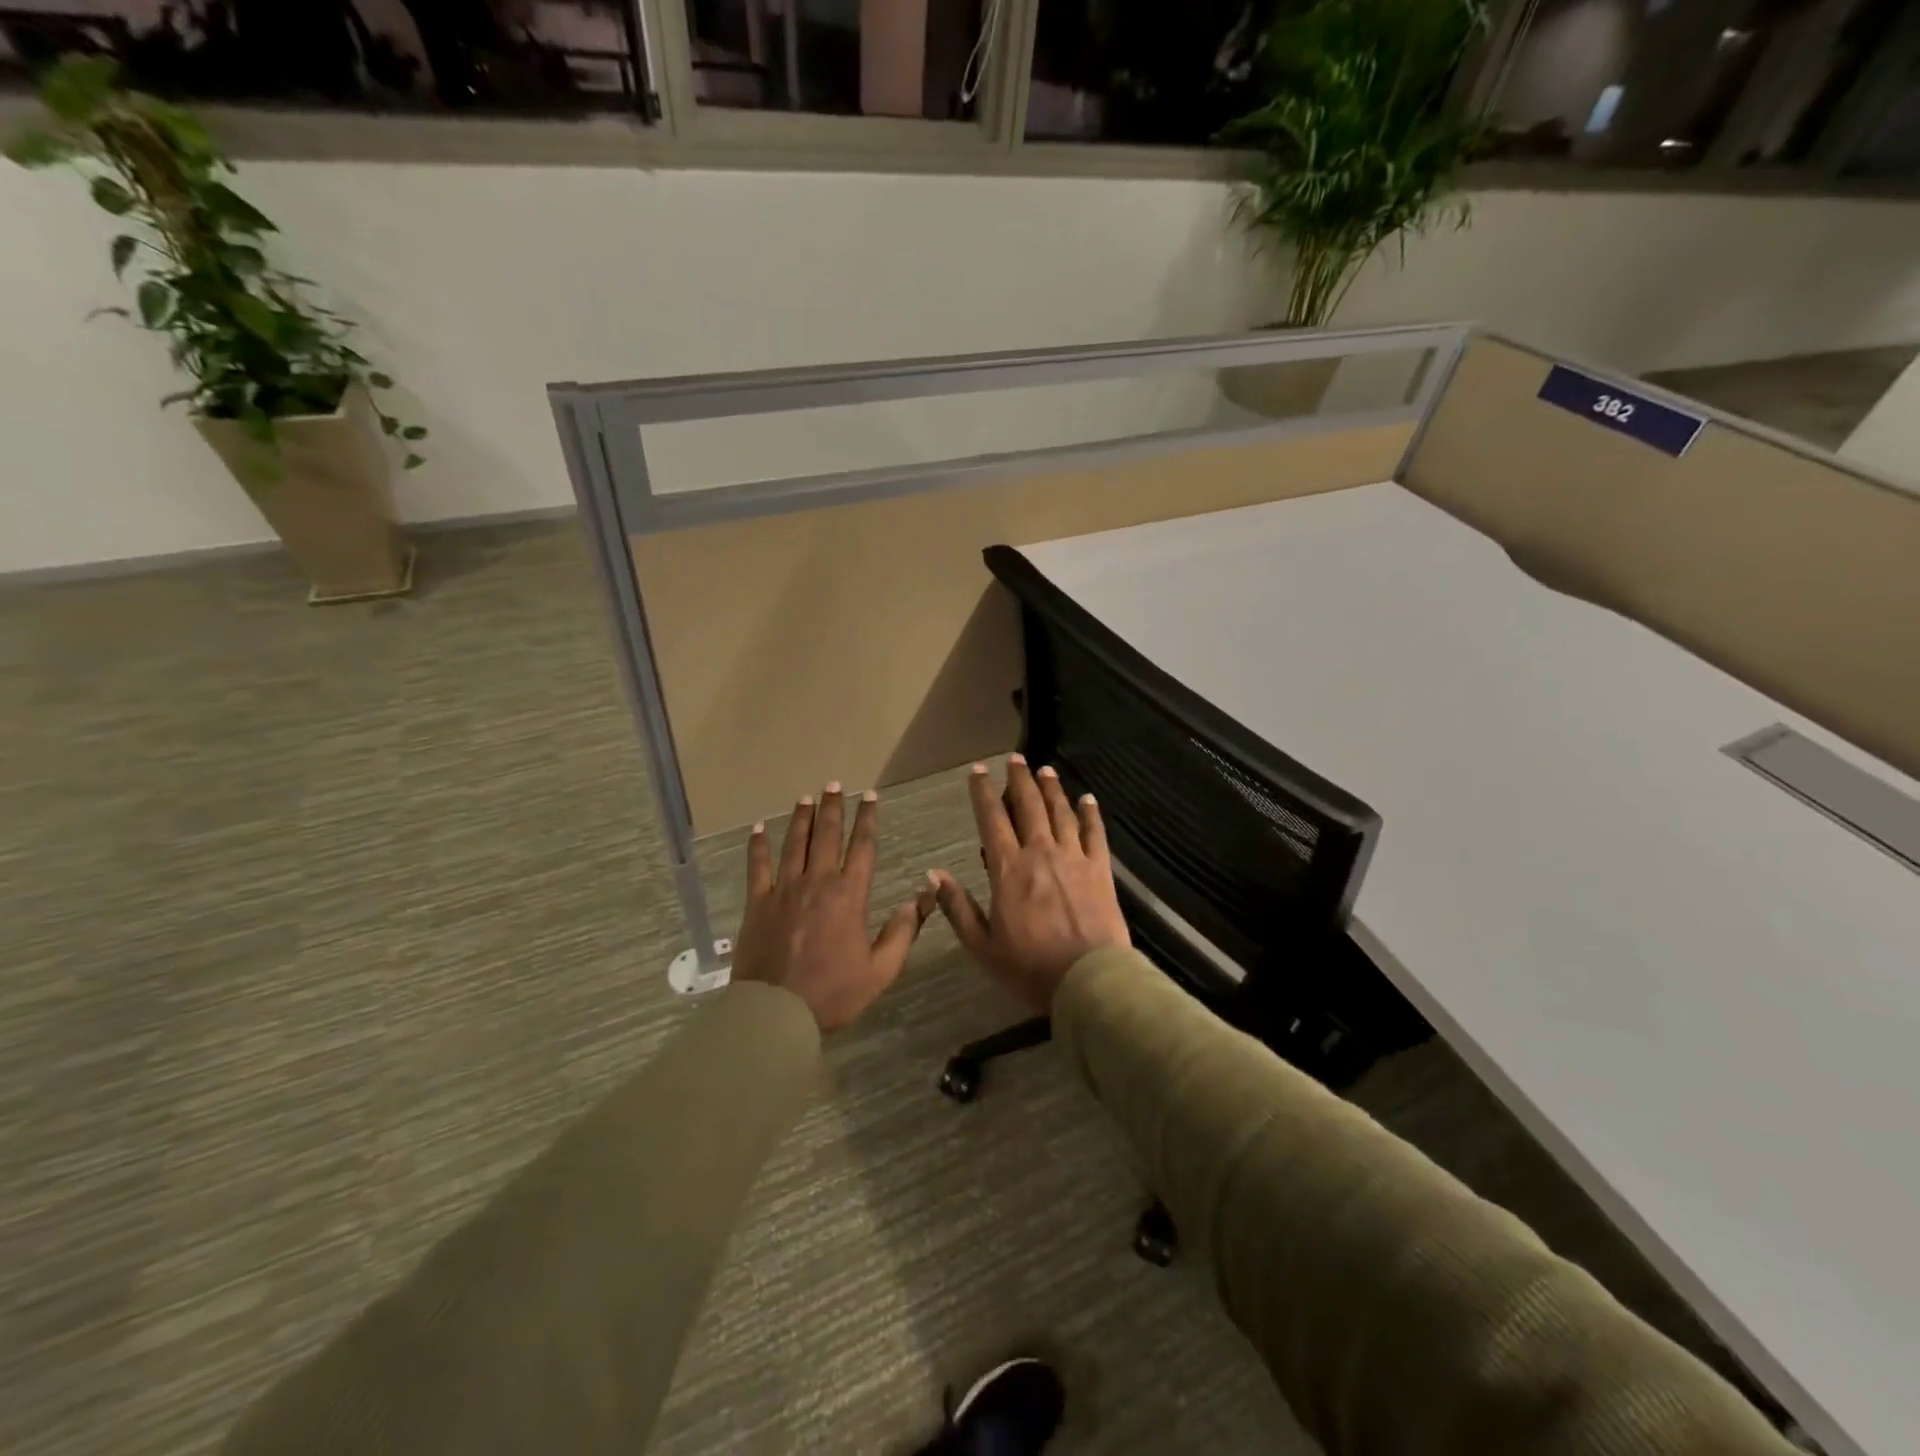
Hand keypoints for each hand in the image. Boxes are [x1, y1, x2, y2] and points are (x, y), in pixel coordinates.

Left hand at [733, 784, 937, 1033]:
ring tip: (806, 797)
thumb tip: (924, 895)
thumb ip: (903, 930)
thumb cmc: (833, 993)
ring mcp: (784, 889)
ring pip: (795, 843)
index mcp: (850, 895)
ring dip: (802, 818)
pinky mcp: (757, 902)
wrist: (776, 1012)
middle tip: (834, 784)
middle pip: (827, 836)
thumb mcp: (881, 969)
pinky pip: (757, 866)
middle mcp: (818, 882)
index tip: (870, 797)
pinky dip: (758, 845)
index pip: (863, 847)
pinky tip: (758, 828)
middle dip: (833, 808)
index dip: (868, 819)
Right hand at [929, 756, 1130, 1011]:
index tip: (977, 771)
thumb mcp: (982, 945)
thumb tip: (933, 873)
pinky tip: (1086, 798)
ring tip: (1044, 770)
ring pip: (1060, 812)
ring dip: (1051, 788)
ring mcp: (1074, 858)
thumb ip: (957, 906)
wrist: (1088, 980)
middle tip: (1015, 758)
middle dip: (1019, 779)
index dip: (982, 792)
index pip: (991, 819)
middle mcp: (1040, 853)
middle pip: (1028, 806)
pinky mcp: (1101, 869)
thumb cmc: (1029, 967)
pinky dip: (1090, 812)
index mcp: (1008, 869)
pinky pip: (1095, 832)